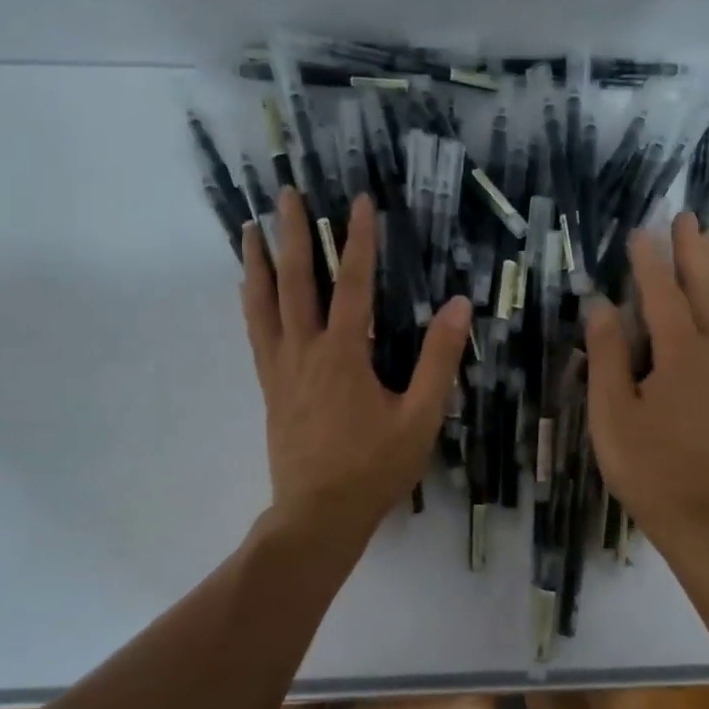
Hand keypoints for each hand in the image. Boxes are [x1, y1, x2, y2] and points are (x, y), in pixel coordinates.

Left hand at [242, 189, 470, 543]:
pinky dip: (251, 304)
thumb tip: (460, 306)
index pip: (354, 283)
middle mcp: (305, 351)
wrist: (318, 515)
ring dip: (259, 263)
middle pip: (296, 281)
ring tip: (250, 230)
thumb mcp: (420, 416)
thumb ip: (438, 359)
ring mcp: (281, 369)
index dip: (358, 239)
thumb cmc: (375, 467)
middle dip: (292, 234)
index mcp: (344, 353)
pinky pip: (255, 334)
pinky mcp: (270, 388)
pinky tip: (249, 292)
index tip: (357, 201)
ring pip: (264, 304)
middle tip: (283, 193)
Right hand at [585, 212, 708, 546]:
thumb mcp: (613, 412)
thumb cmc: (648, 466)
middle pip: (707, 292)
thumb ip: (608, 355)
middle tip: (688, 218)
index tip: (642, 230)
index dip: (650, 262)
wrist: (704, 517)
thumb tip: (602, 306)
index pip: (663, 296)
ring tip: (707, 246)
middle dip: (695, 253)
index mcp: (681, 355)